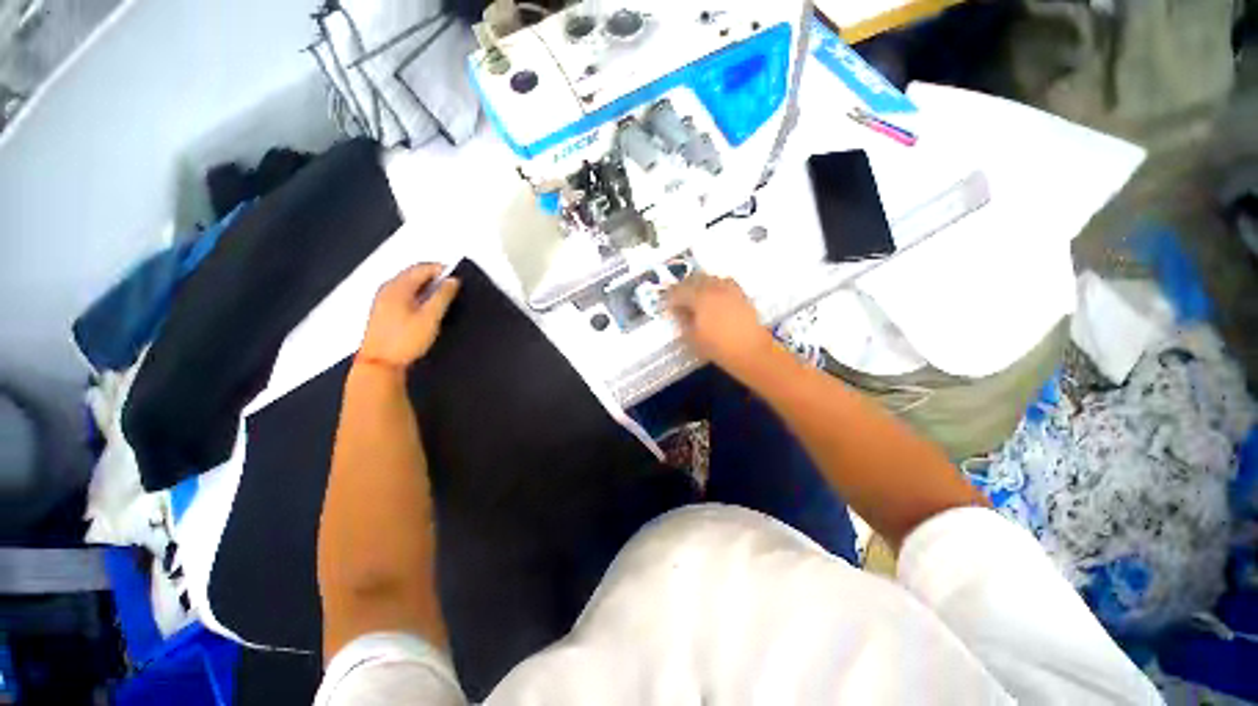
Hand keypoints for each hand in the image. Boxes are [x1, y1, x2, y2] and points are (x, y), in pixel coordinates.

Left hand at [359, 263, 459, 368]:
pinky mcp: (382, 311)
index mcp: (398, 286)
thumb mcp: (430, 318)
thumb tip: (453, 281)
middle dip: (433, 277)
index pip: (422, 267)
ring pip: (407, 284)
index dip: (442, 270)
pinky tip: (425, 308)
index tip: (456, 277)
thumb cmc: (403, 341)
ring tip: (441, 297)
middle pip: (413, 274)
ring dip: (425, 287)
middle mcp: (387, 289)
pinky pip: (402, 294)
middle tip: (451, 286)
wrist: (380, 363)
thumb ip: (443, 296)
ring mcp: (382, 300)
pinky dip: (416, 295)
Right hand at [665, 274, 775, 380]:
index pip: (678, 291)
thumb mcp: (692, 337)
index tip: (665, 305)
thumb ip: (682, 320)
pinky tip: (713, 298)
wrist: (751, 351)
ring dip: (699, 285)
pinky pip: (724, 283)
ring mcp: (729, 288)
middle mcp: (714, 287)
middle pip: (694, 279)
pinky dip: (715, 287)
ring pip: (709, 278)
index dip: (669, 297)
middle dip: (683, 287)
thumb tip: (677, 310)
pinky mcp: (741, 294)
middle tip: (678, 300)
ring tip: (695, 298)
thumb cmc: (717, 347)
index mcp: (699, 297)